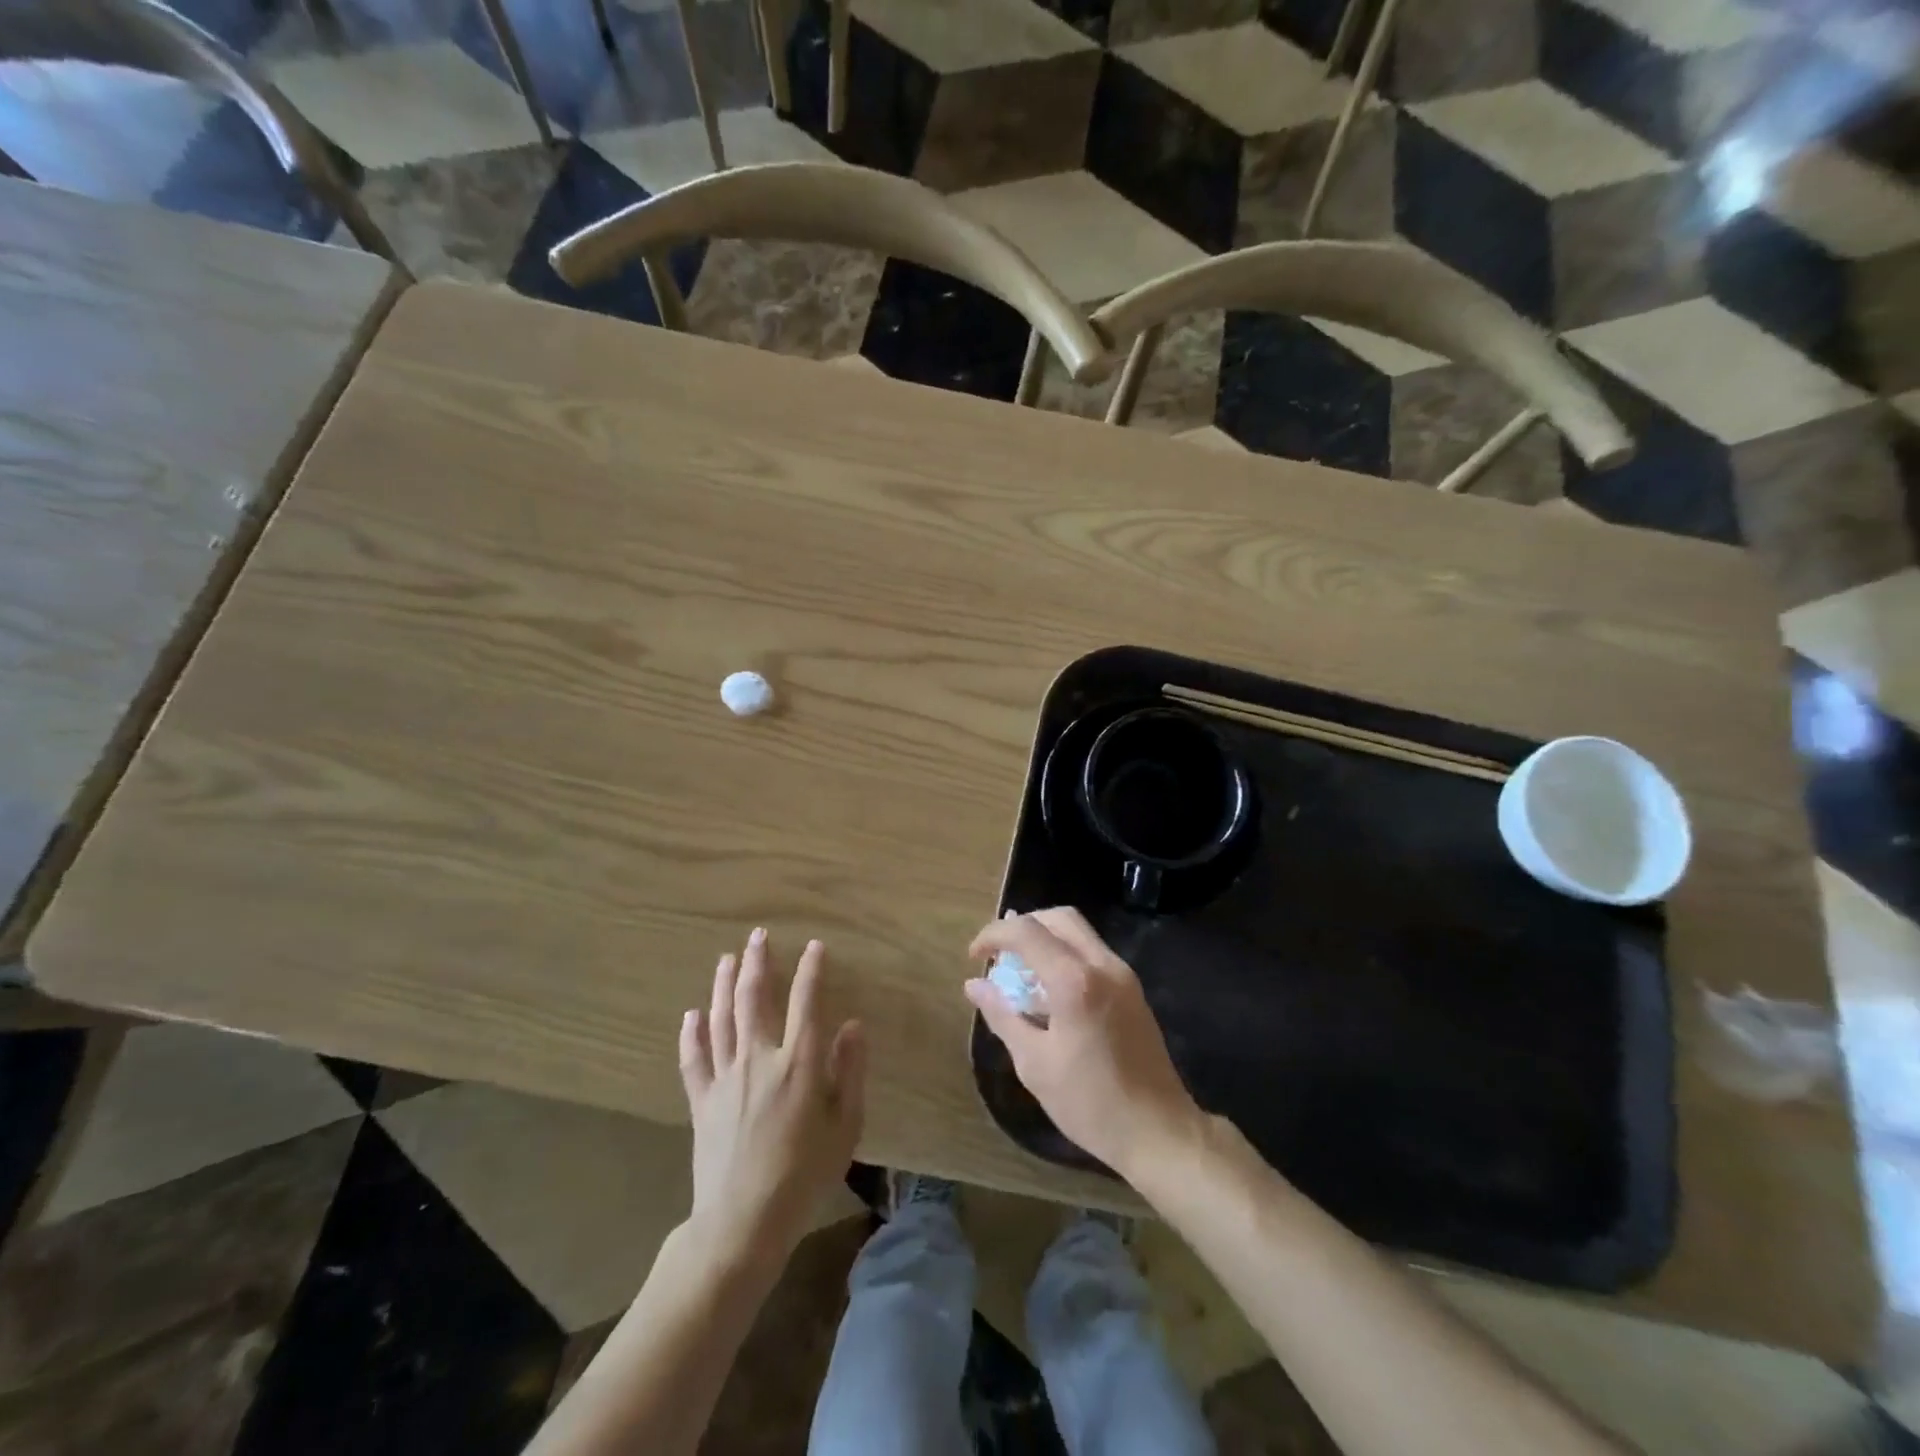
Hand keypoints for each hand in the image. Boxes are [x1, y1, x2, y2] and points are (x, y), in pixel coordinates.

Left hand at [680, 929, 865, 1264]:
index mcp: (799, 1063)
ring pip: (721, 1019)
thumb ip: (850, 1071)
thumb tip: (852, 1024)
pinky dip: (691, 1034)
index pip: (805, 1001)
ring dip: (722, 984)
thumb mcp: (846, 1126)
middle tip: (756, 936)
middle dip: (757, 963)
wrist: (743, 1222)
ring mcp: (725, 1078)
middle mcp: (759, 1058)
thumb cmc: (805, 1175)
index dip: (811, 970)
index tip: (814, 946)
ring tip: (726, 958)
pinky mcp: (701, 1100)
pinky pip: (693, 1058)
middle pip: (753, 998)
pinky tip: (691, 1014)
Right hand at [965, 908, 1202, 1177]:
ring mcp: (1123, 975)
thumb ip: (1003, 1016)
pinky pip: (1093, 954)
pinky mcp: (1133, 990)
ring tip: (1020, 972)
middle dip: (1023, 926)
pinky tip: (1049, 991)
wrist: (1158, 1131)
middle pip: (1059, 918)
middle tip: (999, 954)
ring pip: (1079, 933)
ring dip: (1046, 939)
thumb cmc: (1090, 1103)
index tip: (974, 957)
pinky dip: (1065, 955)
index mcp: (1075, 981)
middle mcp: (1103, 965)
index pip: (1026, 932)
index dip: (994, 935)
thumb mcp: (1034, 1064)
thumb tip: (974, 986)